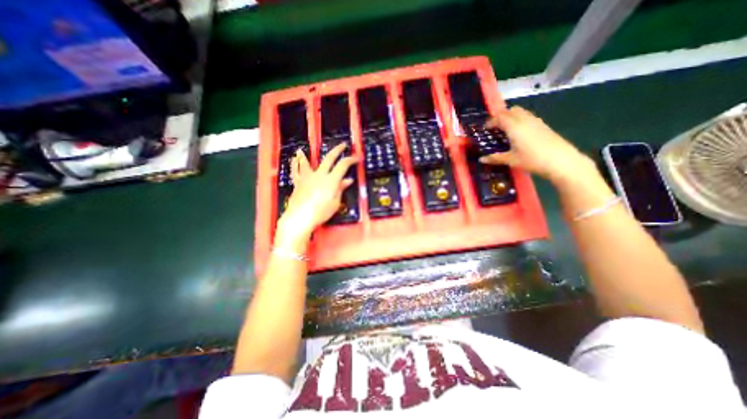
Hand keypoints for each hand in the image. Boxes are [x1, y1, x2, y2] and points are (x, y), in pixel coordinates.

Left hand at [275, 142, 356, 246]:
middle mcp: (319, 175)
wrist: (300, 217)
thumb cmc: (321, 212)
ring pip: (307, 162)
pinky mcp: (298, 182)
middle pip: (329, 158)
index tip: (356, 158)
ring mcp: (307, 177)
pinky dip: (294, 165)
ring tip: (302, 150)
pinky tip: (293, 160)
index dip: (351, 160)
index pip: (343, 166)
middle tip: (342, 145)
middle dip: (337, 150)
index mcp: (331, 180)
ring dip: (305, 155)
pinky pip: (296, 171)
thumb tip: (347, 180)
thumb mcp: (335, 202)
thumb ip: (340, 189)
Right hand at [479, 106, 595, 184]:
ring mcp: (536, 121)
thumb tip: (481, 159)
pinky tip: (519, 135)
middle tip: (495, 128)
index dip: (491, 121)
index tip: (485, 129)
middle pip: (511, 110)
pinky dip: (520, 121)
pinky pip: (528, 118)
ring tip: (506, 131)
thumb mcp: (511, 160)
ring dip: (511, 118)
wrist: (562, 161)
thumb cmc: (532, 160)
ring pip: (521, 112)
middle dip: (502, 116)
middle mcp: (525, 120)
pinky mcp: (543, 126)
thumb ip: (495, 158)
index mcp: (514, 126)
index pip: (500, 116)